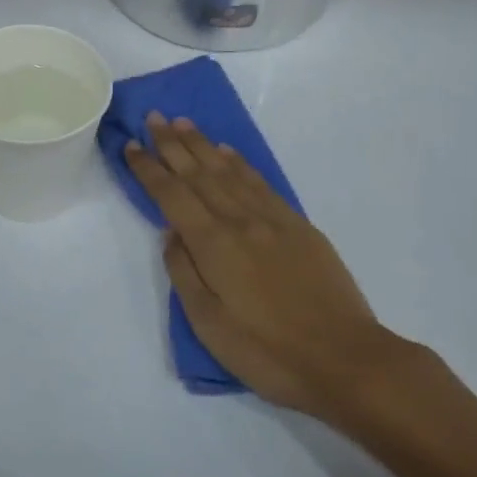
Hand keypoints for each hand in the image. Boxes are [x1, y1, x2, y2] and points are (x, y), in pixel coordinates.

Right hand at [125, 114, 411, 425]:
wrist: (346, 359)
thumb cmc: (268, 352)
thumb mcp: (210, 325)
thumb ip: (184, 273)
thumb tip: (171, 234)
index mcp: (213, 244)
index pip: (171, 195)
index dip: (148, 169)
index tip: (130, 145)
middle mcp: (239, 220)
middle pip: (198, 173)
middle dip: (172, 144)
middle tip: (153, 117)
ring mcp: (272, 219)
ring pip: (228, 171)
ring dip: (203, 145)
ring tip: (184, 123)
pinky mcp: (297, 225)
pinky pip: (260, 182)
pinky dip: (240, 162)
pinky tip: (228, 152)